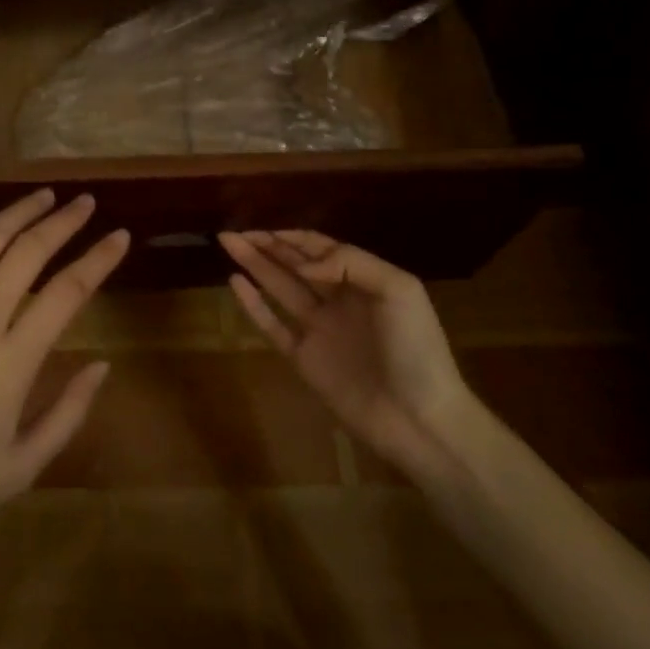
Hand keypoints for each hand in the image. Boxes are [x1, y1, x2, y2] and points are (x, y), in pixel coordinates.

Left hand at [0, 190, 127, 547]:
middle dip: (62, 222)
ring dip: (16, 213)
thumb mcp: (23, 468)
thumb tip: (103, 364)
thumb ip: (69, 413)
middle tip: (84, 201)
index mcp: (12, 363)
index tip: (120, 236)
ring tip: (43, 196)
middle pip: (27, 254)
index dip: (99, 259)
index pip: (67, 293)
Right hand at [221, 230, 477, 478]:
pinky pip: (273, 326)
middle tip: (232, 231)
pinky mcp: (305, 360)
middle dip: (265, 245)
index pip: (320, 248)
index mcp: (362, 280)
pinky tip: (235, 283)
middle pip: (294, 264)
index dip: (292, 237)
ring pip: (279, 288)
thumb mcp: (398, 289)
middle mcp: (337, 300)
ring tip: (228, 243)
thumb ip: (350, 263)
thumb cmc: (416, 349)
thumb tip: (303, 264)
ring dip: (254, 264)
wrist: (421, 420)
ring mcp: (319, 330)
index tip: (264, 228)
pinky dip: (254, 304)